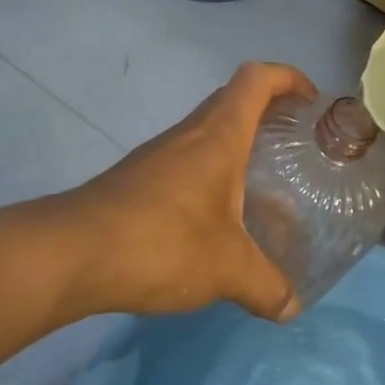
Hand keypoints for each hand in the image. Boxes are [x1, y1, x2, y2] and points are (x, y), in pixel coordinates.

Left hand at [57, 62, 316, 321]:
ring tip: (262, 184)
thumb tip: (291, 307)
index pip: (257, 79)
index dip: (288, 77)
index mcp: (219, 136)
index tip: (311, 101)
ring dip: (236, 143)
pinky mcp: (138, 178)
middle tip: (293, 145)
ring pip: (206, 130)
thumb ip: (266, 286)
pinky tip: (215, 216)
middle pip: (233, 99)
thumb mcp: (228, 269)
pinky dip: (209, 171)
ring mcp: (159, 154)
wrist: (73, 253)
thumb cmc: (163, 242)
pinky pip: (185, 158)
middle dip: (268, 111)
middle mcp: (189, 133)